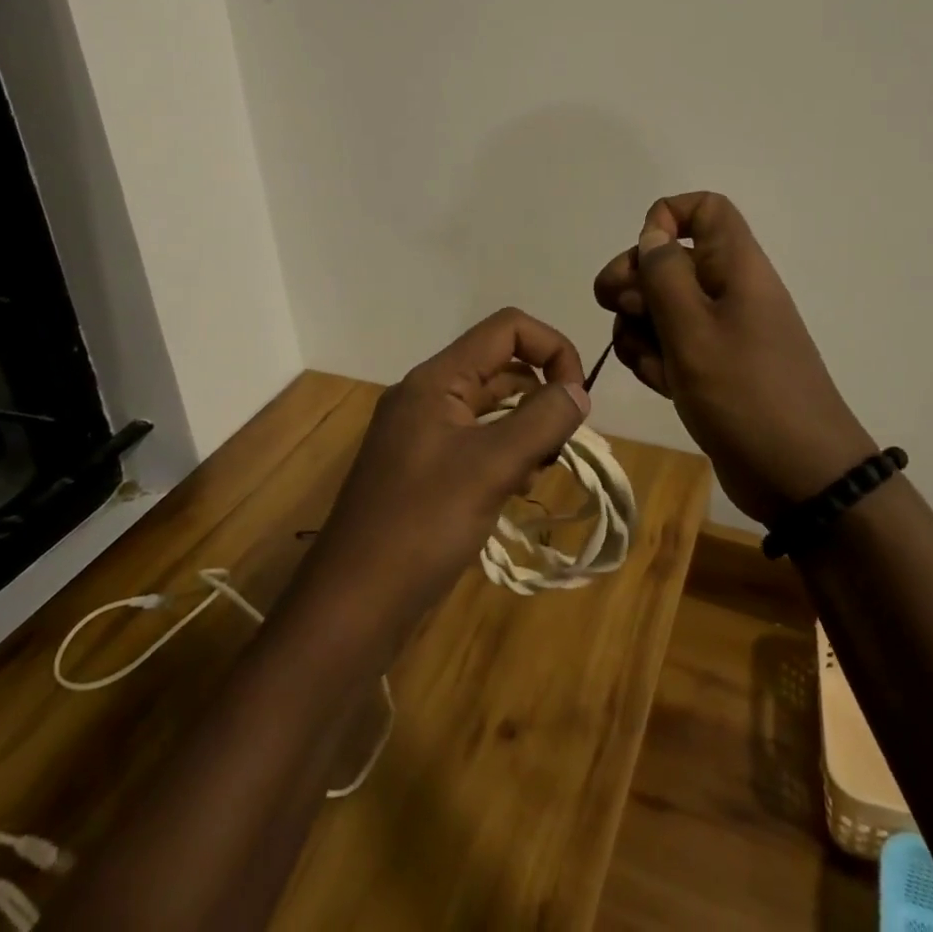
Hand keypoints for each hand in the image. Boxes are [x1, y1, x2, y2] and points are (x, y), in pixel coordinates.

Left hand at [296, 309, 590, 649]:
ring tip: (539, 470)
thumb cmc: (422, 525)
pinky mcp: (422, 468)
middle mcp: (427, 395)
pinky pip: (475, 441)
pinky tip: (515, 488)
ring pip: (490, 407)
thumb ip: (541, 420)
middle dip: (541, 394)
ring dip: (526, 427)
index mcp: (437, 379)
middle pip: (500, 366)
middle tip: (561, 445)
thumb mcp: (492, 467)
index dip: (552, 349)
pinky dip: (504, 453)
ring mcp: (422, 432)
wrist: (353, 604)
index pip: (507, 328)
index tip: (577, 400)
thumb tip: (578, 390)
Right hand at [593, 192, 876, 524]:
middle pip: (669, 261)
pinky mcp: (712, 368)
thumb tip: (651, 234)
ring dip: (639, 328)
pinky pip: (670, 347)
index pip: (705, 209)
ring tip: (648, 361)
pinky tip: (661, 384)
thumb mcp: (694, 330)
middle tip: (617, 310)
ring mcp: (720, 332)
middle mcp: (728, 291)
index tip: (643, 257)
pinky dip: (656, 360)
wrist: (800, 477)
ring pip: (661, 307)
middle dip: (634, 282)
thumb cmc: (747, 394)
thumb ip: (664, 276)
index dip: (667, 218)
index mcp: (736, 267)